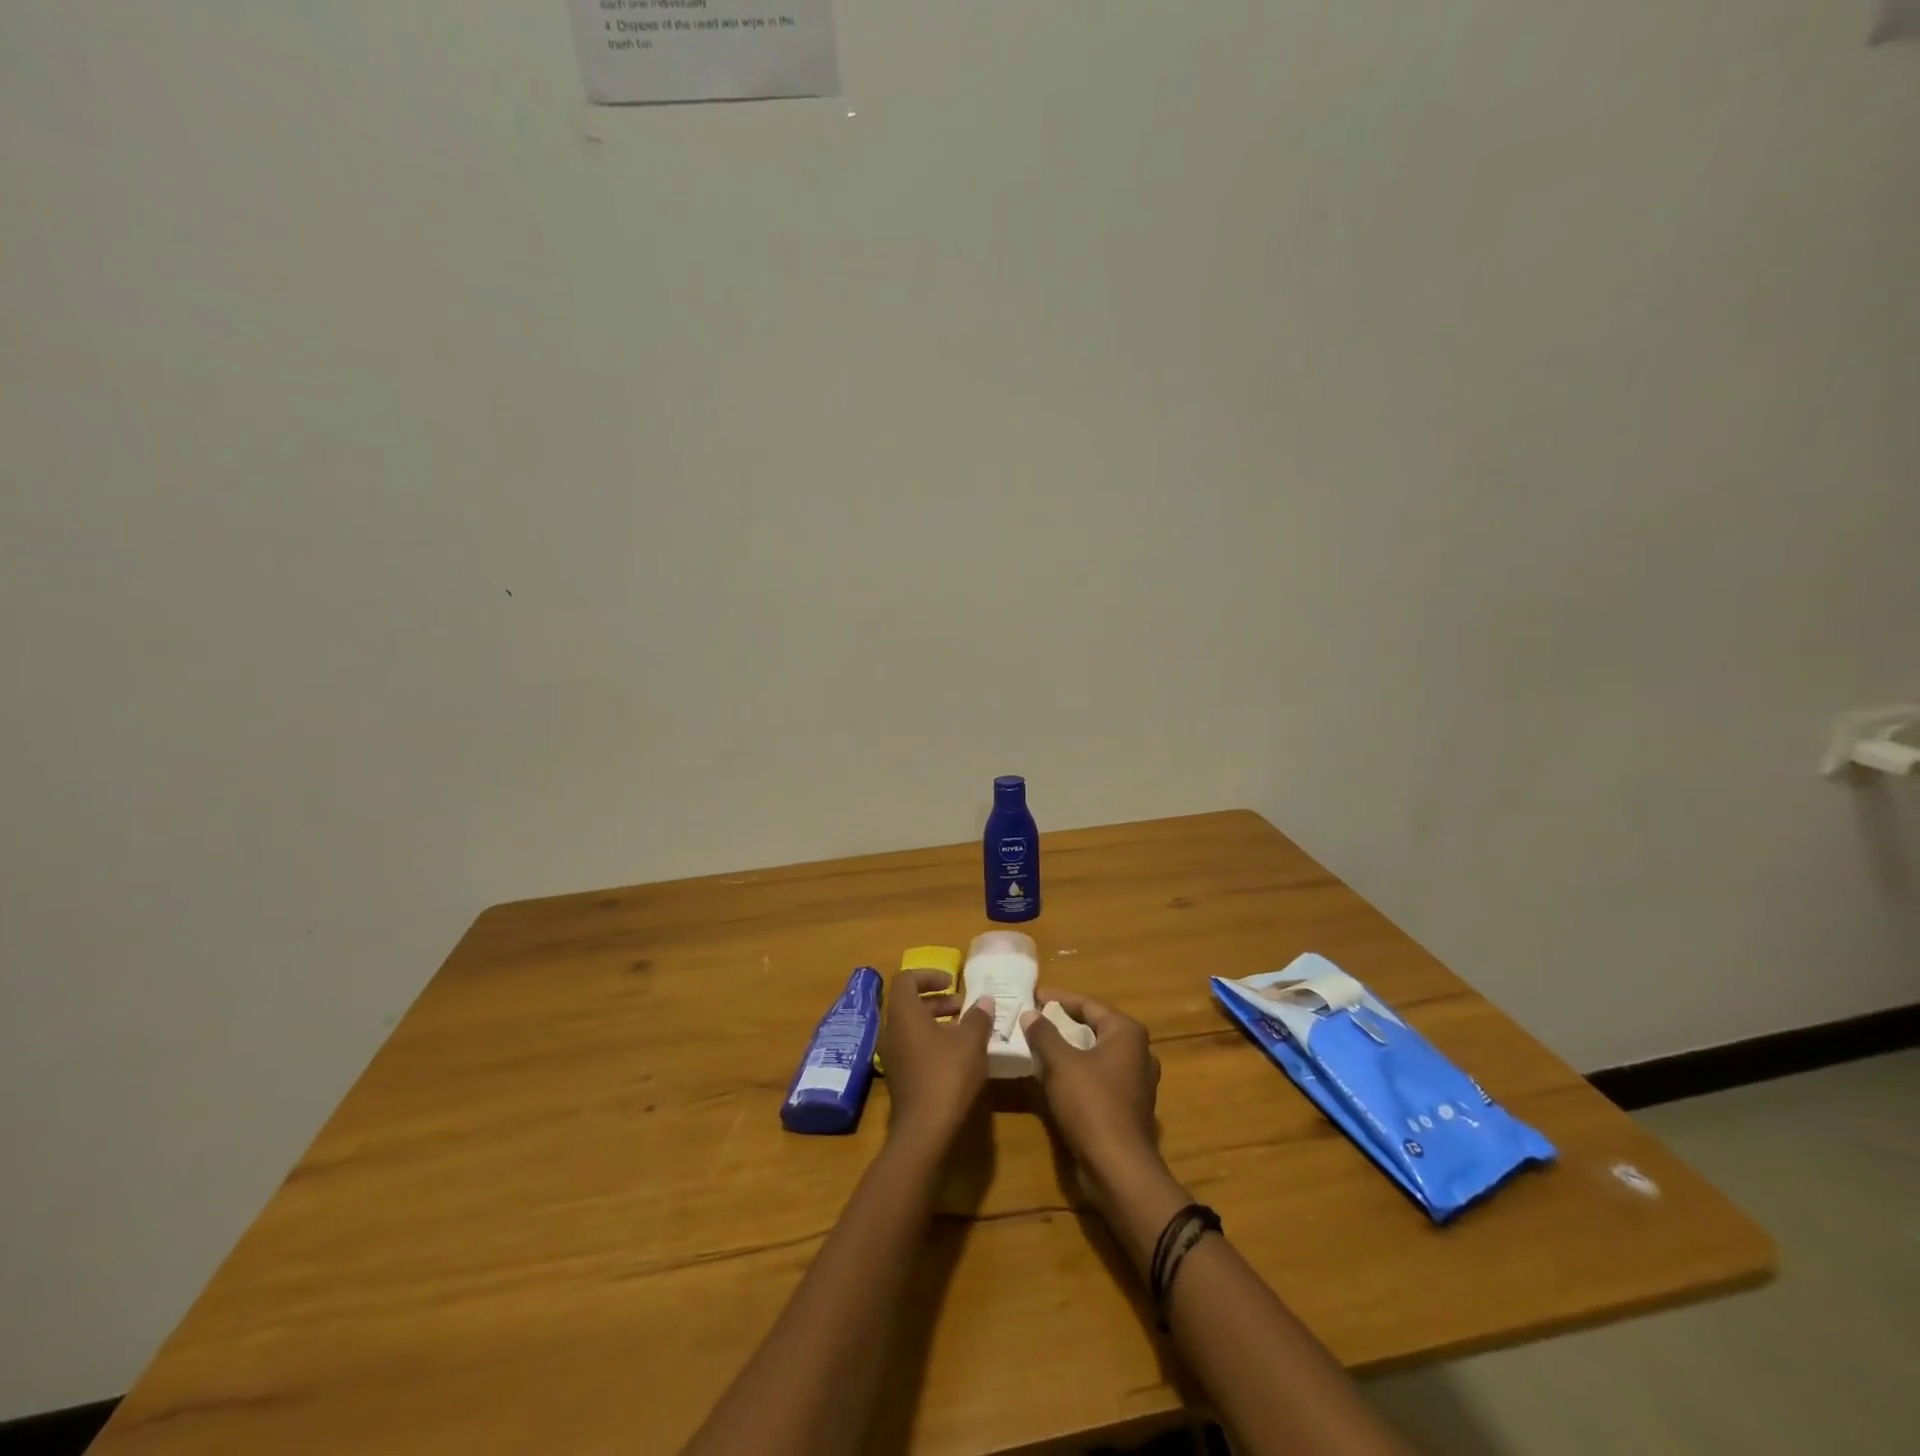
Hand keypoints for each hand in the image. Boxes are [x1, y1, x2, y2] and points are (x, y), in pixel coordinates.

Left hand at [875, 970, 992, 1148]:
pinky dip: (932, 1042)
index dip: (929, 974)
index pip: (906, 979)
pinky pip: (913, 1047)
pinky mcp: (899, 1078)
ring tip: (965, 1030)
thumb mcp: (971, 1042)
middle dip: (937, 1000)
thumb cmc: (947, 1075)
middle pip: (909, 1003)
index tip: (952, 982)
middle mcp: (891, 1031)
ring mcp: (892, 1056)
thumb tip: (985, 1000)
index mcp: (904, 1014)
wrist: (924, 1131)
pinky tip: (957, 1056)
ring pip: (912, 1027)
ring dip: (937, 1022)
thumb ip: (978, 1017)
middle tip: (963, 1006)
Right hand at [1019, 989, 1162, 1191]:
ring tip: (1038, 1044)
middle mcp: (1137, 1052)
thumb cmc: (1092, 1104)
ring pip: (1095, 1054)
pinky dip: (1076, 1071)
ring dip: (1068, 1049)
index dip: (1058, 998)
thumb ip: (1044, 1034)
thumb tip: (1031, 1013)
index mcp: (1127, 1033)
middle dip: (1063, 1023)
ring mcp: (1135, 1081)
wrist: (1119, 1169)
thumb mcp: (1060, 1063)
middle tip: (1033, 1018)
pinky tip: (1053, 1076)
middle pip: (1093, 1028)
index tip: (1033, 994)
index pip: (1088, 1004)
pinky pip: (1098, 1077)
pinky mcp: (1128, 1106)